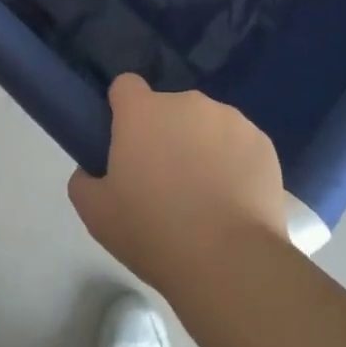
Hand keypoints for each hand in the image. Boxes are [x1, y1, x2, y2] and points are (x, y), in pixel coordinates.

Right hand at [68, 75, 290, 294]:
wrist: (229, 260)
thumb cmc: (153, 232)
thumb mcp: (96, 214)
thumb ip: (84, 180)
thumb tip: (93, 169)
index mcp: (143, 112)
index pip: (126, 86)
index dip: (123, 109)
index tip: (126, 141)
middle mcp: (187, 103)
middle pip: (169, 109)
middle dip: (165, 133)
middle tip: (165, 180)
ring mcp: (229, 118)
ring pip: (206, 125)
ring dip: (201, 146)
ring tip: (205, 196)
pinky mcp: (261, 141)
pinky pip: (239, 144)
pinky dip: (234, 162)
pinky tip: (234, 200)